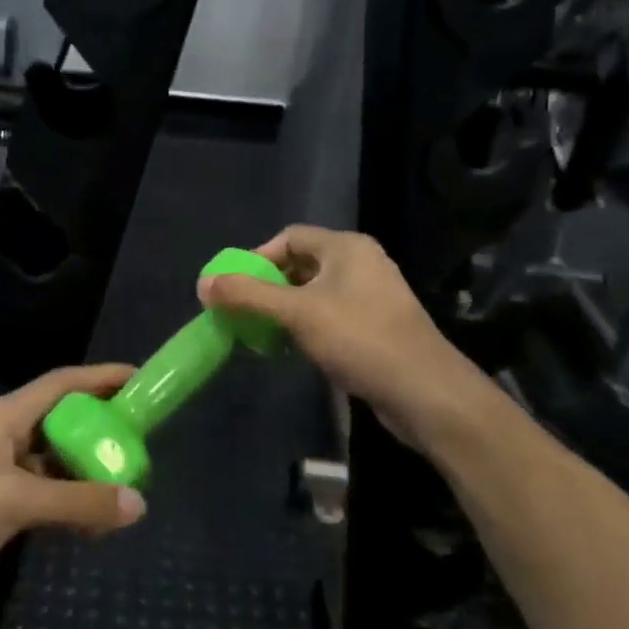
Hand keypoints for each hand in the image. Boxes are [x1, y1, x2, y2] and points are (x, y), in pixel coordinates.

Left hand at [0, 363, 146, 623]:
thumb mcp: (14, 502)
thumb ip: (77, 501)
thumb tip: (138, 503)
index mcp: (2, 417)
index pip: (60, 385)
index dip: (100, 378)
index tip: (139, 379)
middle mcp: (3, 436)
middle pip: (62, 421)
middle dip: (100, 428)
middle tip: (141, 439)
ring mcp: (0, 472)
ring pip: (56, 461)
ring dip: (87, 471)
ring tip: (127, 484)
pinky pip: (46, 494)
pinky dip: (71, 502)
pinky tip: (95, 522)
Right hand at [196, 224, 481, 444]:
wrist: (425, 391)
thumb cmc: (359, 339)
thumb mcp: (296, 313)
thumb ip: (248, 295)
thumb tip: (203, 283)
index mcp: (346, 248)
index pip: (290, 237)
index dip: (258, 258)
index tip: (236, 287)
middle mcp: (361, 263)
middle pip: (301, 264)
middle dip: (268, 286)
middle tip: (244, 311)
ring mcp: (372, 296)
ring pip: (315, 293)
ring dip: (285, 309)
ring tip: (262, 333)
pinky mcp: (377, 326)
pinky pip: (331, 315)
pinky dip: (307, 326)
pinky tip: (293, 349)